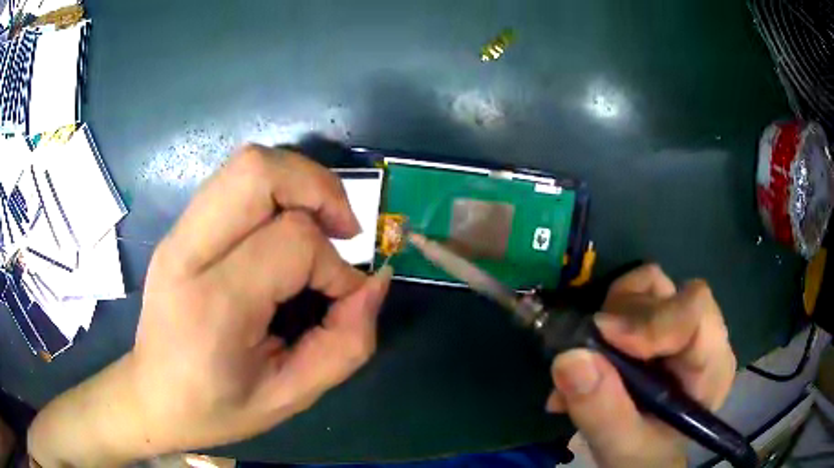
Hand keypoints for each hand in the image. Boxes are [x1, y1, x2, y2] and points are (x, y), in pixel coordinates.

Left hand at [28, 145, 391, 465]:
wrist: (152, 395)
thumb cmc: (217, 407)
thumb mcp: (290, 397)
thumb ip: (344, 345)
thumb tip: (374, 284)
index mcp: (213, 306)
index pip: (291, 242)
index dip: (336, 267)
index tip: (345, 299)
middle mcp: (188, 253)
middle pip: (258, 171)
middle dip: (318, 188)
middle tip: (343, 229)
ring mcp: (178, 233)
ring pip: (246, 163)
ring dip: (299, 182)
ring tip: (320, 225)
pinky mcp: (180, 228)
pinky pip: (235, 182)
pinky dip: (275, 191)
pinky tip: (285, 230)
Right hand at [546, 265, 735, 467]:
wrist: (641, 457)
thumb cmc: (643, 458)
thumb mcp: (623, 447)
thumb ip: (602, 411)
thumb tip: (569, 357)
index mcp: (711, 366)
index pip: (695, 312)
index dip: (650, 318)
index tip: (602, 336)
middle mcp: (702, 335)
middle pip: (668, 293)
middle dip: (622, 319)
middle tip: (588, 355)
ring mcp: (680, 323)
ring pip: (648, 285)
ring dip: (610, 315)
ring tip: (589, 359)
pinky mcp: (658, 321)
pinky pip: (631, 296)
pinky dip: (604, 317)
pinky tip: (590, 356)